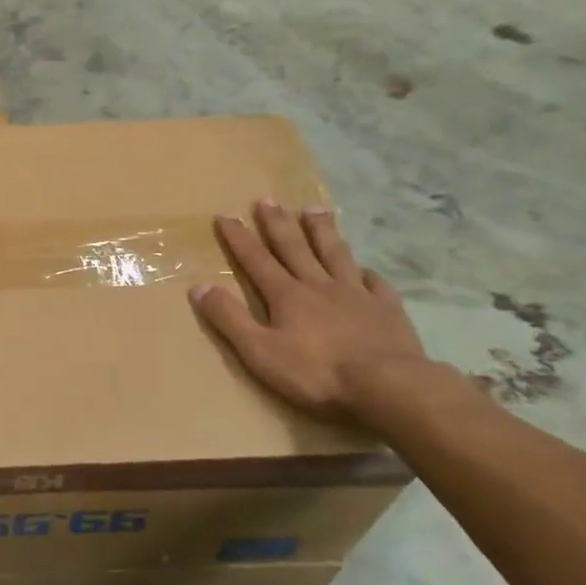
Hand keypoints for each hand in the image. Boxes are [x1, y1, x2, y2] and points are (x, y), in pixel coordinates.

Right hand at [189, 201, 427, 419]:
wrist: (386, 385)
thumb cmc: (316, 372)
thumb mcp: (259, 351)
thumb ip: (229, 318)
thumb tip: (199, 286)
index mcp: (287, 295)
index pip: (256, 260)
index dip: (239, 238)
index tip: (226, 215)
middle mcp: (319, 286)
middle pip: (295, 248)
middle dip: (278, 224)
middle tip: (267, 199)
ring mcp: (356, 294)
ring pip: (335, 254)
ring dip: (322, 231)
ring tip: (314, 209)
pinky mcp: (386, 309)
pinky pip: (374, 282)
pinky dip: (366, 272)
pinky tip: (364, 268)